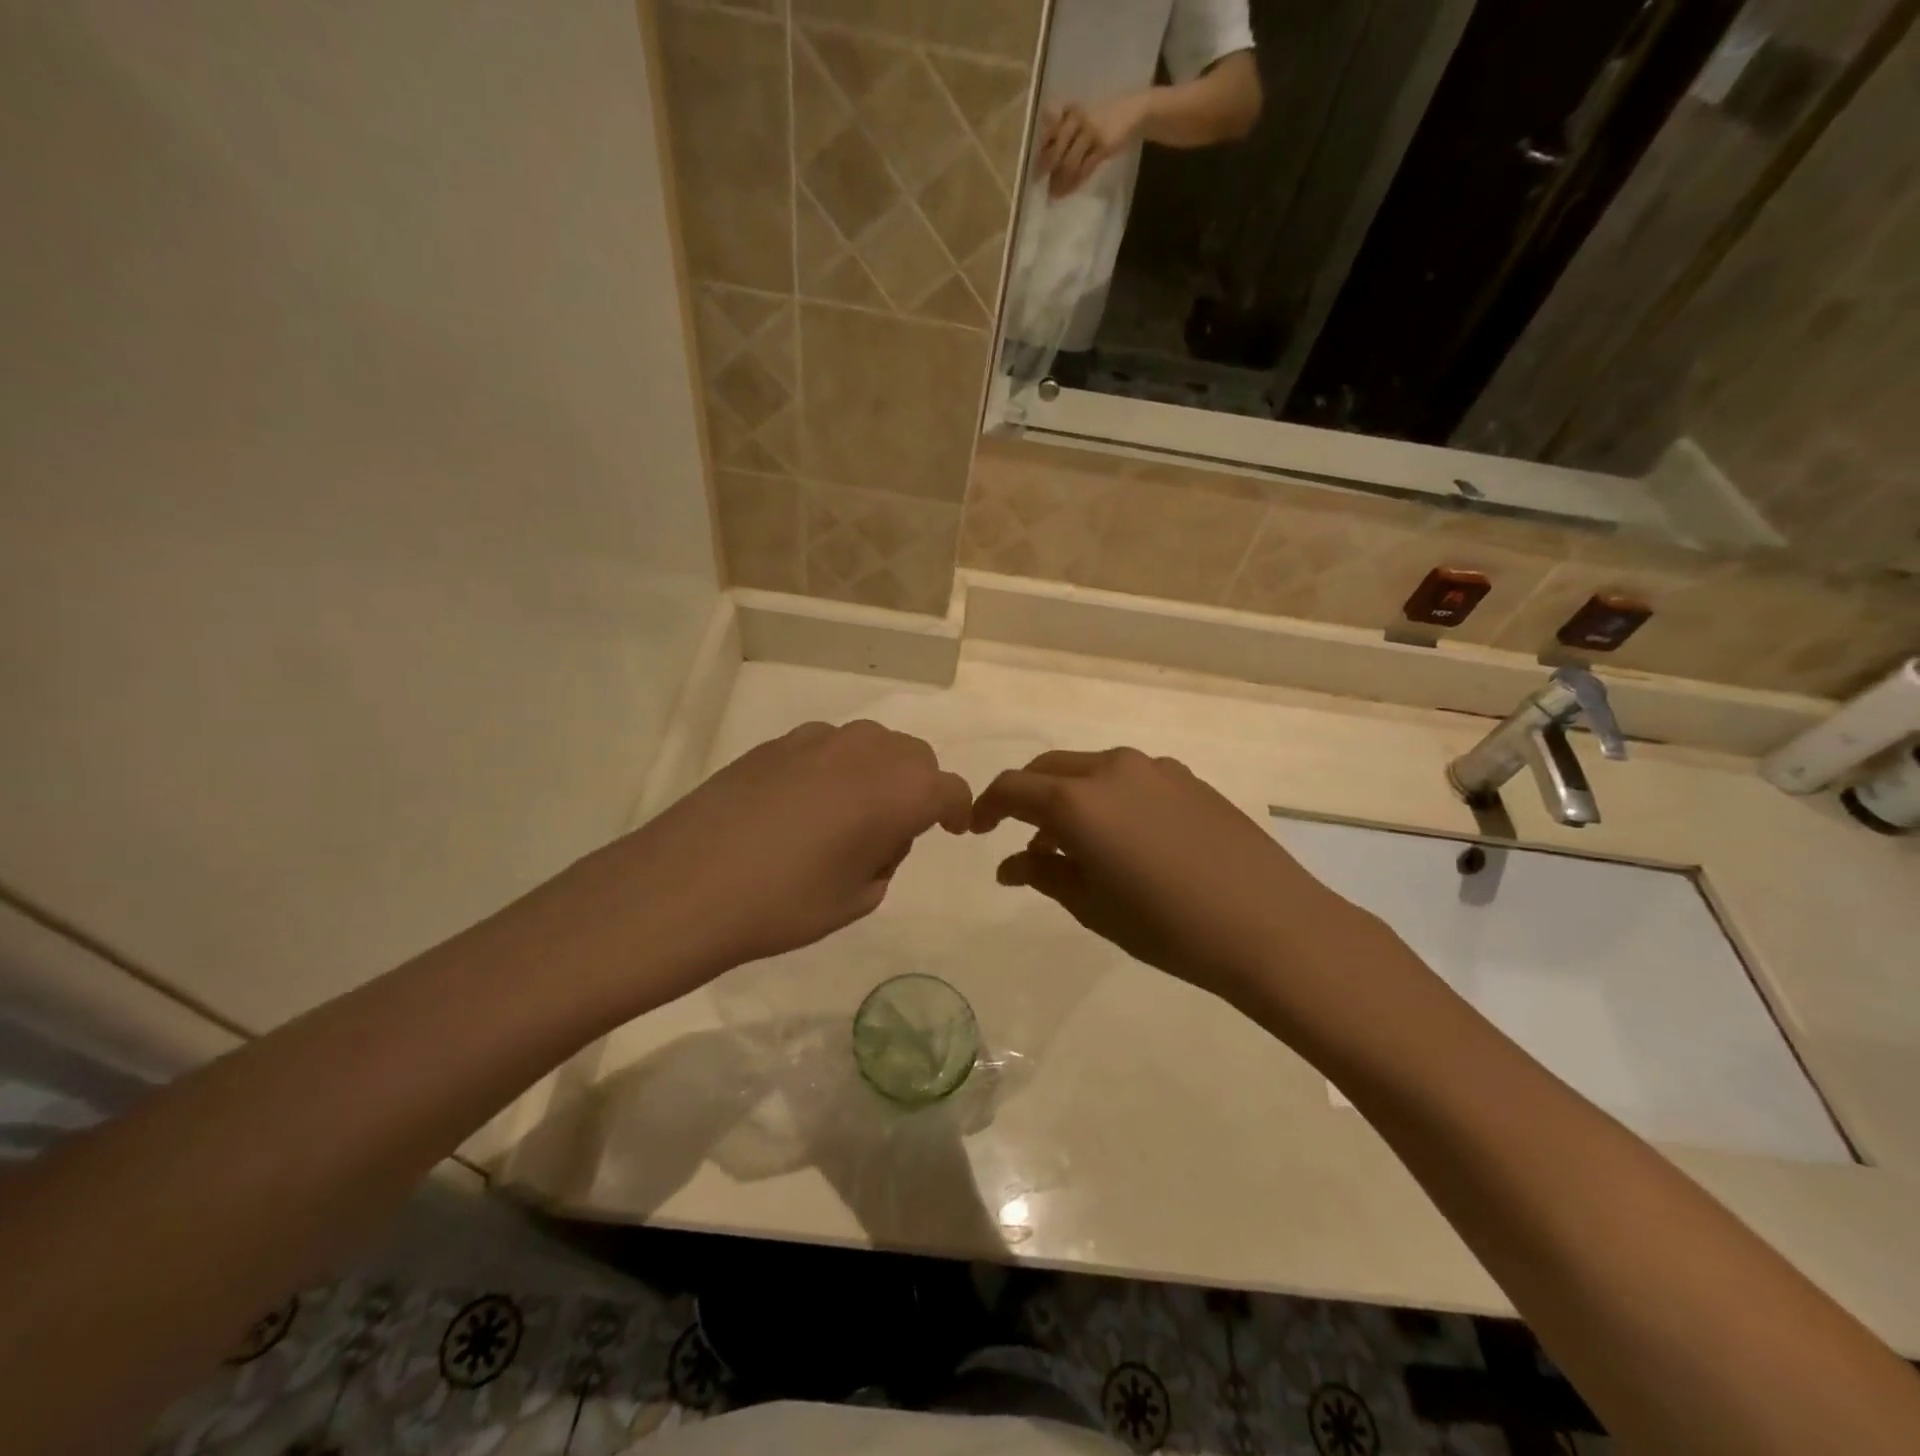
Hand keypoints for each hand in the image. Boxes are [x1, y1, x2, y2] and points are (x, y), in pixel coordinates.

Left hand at [571, 721, 971, 1004]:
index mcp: (899, 789)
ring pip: (870, 745)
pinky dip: (834, 768)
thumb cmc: (785, 903)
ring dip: (876, 773)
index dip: (958, 809)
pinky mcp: (775, 743)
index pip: (949, 789)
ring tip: (846, 817)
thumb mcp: (857, 898)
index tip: (952, 828)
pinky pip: (826, 747)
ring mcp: (817, 740)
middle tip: (894, 830)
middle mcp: (866, 750)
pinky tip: (802, 806)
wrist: (686, 885)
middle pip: (914, 756)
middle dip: (917, 787)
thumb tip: (878, 836)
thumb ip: (885, 858)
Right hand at [971, 748, 1381, 1013]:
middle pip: (1049, 769)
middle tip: (1024, 838)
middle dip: (1027, 797)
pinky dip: (1108, 798)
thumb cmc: (1168, 926)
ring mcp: (1154, 769)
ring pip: (1090, 770)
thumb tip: (1010, 864)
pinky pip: (1130, 778)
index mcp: (1078, 800)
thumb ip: (1045, 875)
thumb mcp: (1093, 907)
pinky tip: (1125, 838)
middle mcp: (1111, 769)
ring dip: (1070, 797)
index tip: (977, 829)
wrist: (1270, 925)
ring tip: (1076, 845)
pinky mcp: (1188, 778)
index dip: (986, 806)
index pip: (1012, 788)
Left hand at [1038, 92, 1152, 196]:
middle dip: (1047, 169)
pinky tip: (1068, 191)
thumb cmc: (1103, 117)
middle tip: (1039, 183)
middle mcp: (1079, 118)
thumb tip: (1045, 158)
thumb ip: (1065, 133)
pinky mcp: (1103, 147)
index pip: (1050, 131)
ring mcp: (1091, 132)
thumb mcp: (1082, 117)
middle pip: (1057, 149)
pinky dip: (1074, 183)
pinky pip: (1084, 170)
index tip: (1034, 167)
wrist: (1133, 112)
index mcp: (1071, 110)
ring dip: (1060, 181)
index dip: (1041, 151)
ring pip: (1070, 163)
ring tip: (1054, 193)